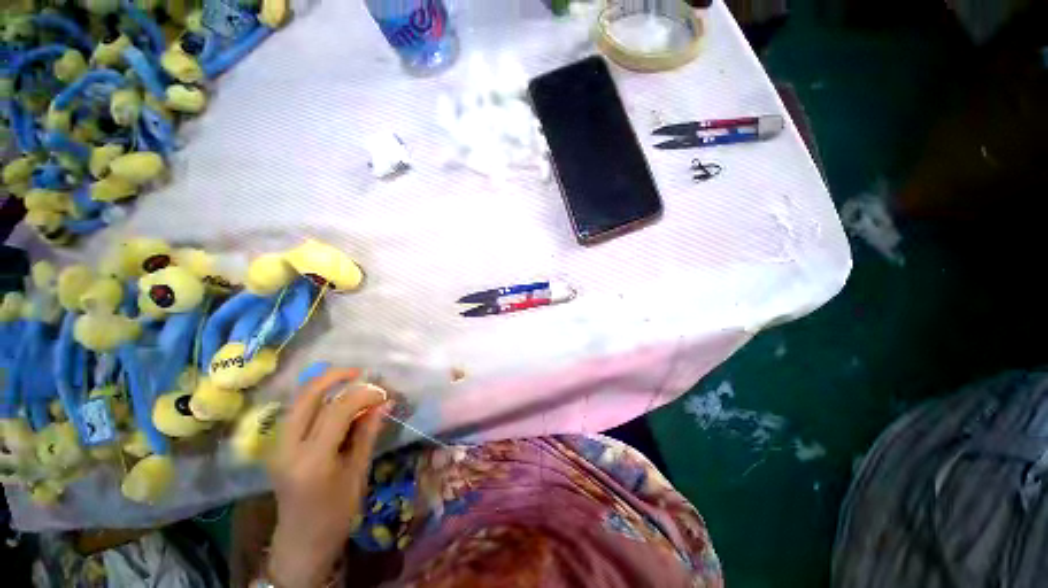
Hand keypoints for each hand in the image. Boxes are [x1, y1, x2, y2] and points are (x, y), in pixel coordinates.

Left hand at [266, 368, 387, 587]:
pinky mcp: (276, 446)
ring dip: (324, 385)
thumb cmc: (336, 513)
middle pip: (307, 396)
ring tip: (350, 381)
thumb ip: (368, 432)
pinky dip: (316, 399)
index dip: (363, 394)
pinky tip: (334, 400)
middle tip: (359, 372)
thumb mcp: (358, 472)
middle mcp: (288, 448)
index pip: (337, 409)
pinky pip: (296, 412)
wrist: (300, 543)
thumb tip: (384, 402)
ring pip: (298, 400)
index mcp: (313, 459)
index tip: (383, 392)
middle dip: (334, 376)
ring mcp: (277, 446)